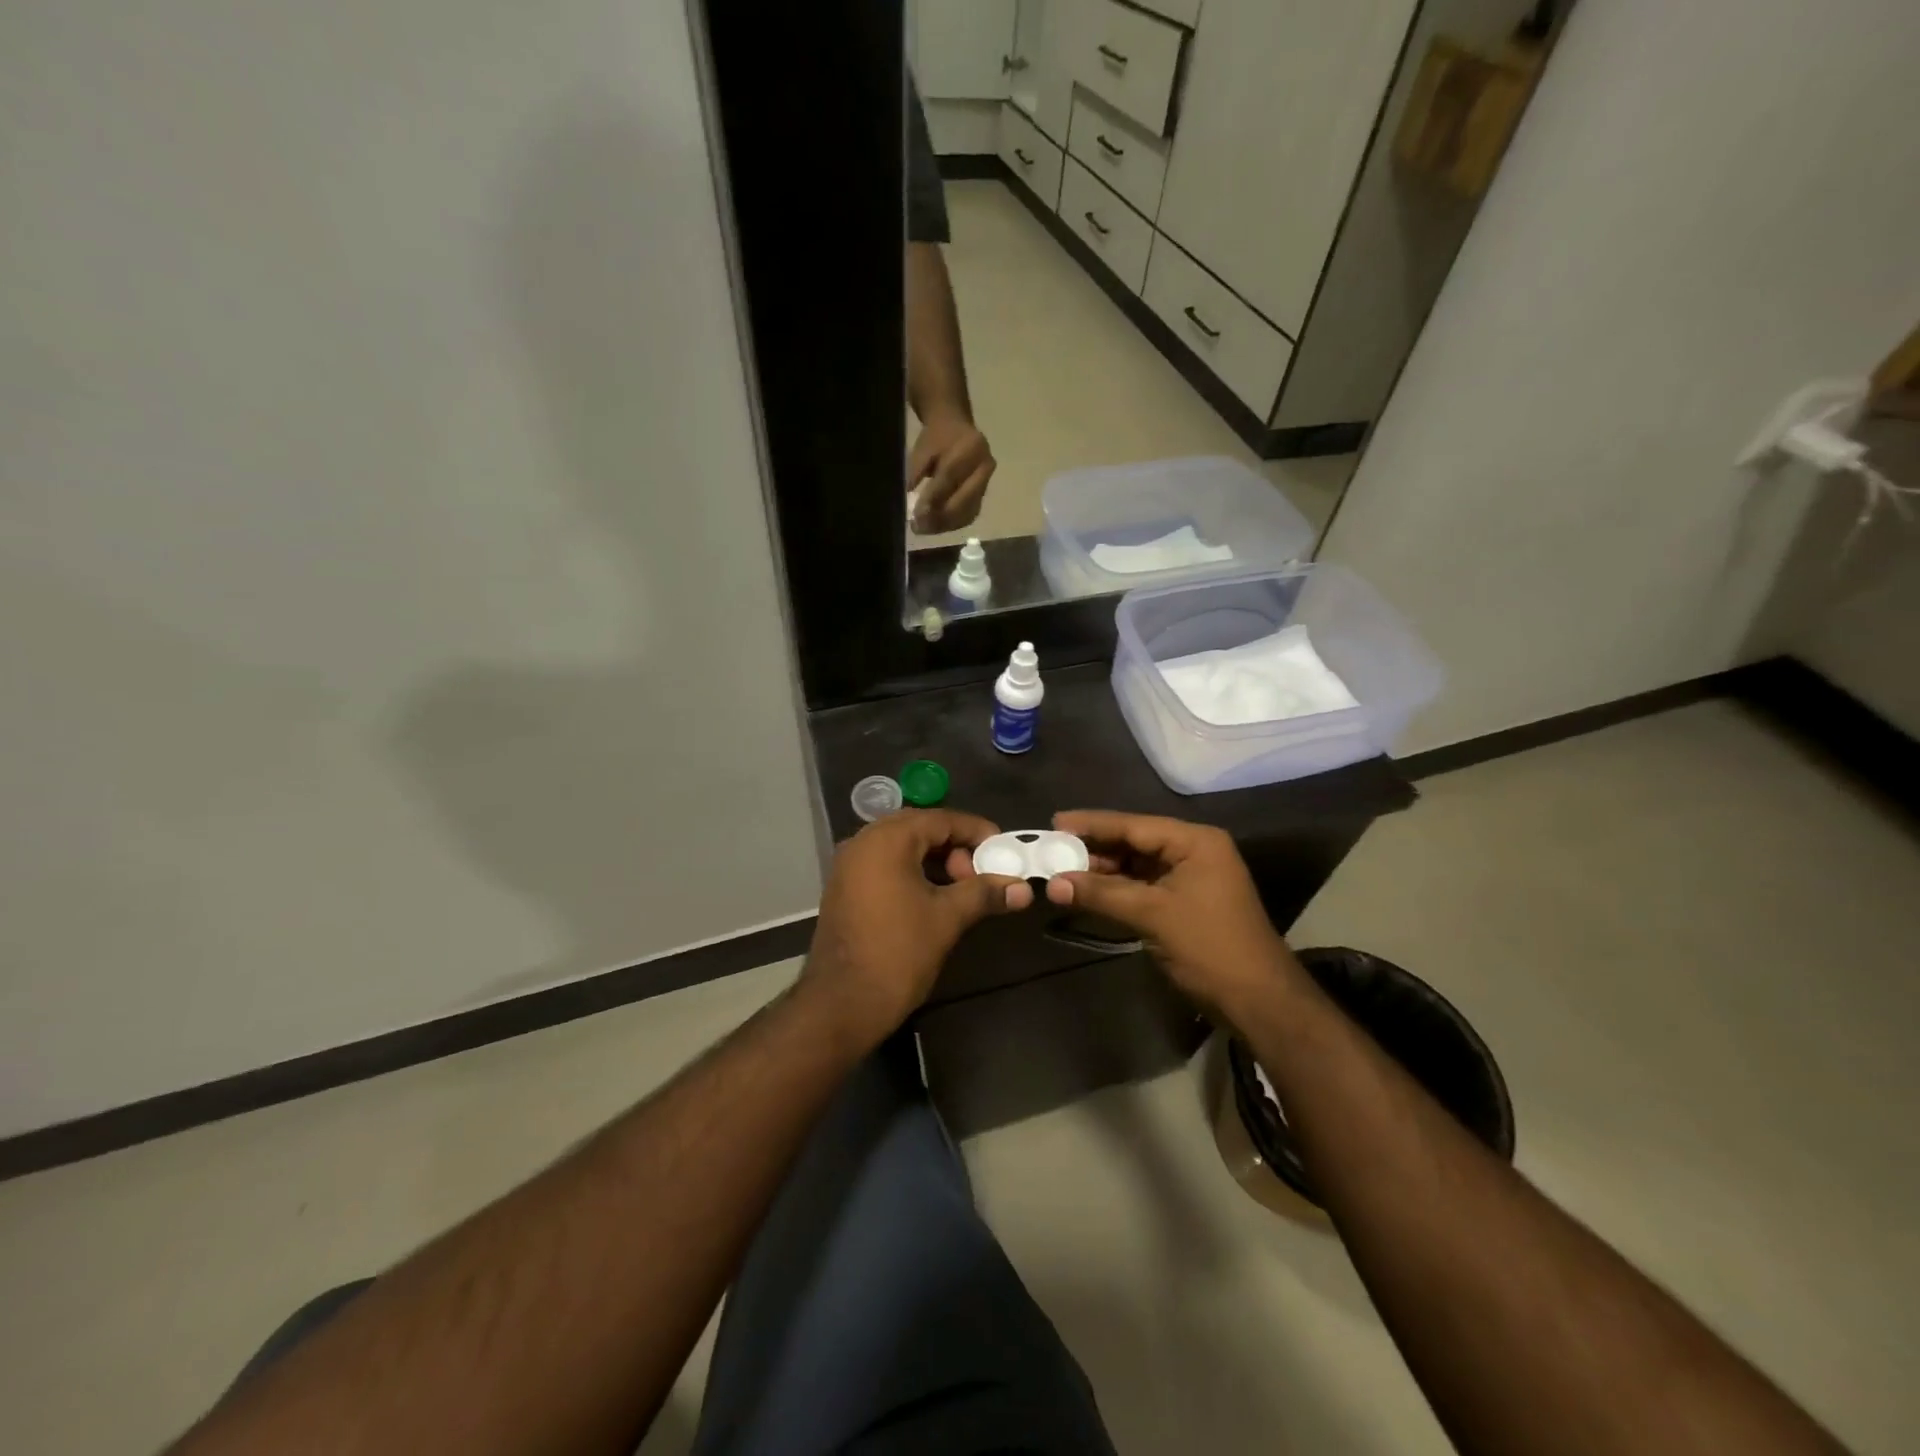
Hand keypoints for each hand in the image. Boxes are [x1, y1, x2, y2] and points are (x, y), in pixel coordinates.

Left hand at [801, 809, 1031, 1045]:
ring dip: (935, 860)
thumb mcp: (948, 918)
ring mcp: (849, 866)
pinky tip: (934, 897)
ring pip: (901, 847)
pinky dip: (912, 871)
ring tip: (962, 888)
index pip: (940, 819)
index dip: (976, 831)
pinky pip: (884, 865)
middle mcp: (863, 842)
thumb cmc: (898, 953)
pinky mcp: (844, 888)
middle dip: (955, 846)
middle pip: (919, 829)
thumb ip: (985, 894)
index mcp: (886, 840)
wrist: (842, 1004)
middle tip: (981, 872)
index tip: (1003, 849)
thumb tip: (1024, 889)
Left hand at [908, 411, 994, 533]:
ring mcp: (987, 482)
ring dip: (944, 524)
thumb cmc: (937, 438)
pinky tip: (935, 526)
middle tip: (918, 527)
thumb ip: (915, 470)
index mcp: (971, 447)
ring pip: (967, 512)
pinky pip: (969, 514)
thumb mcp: (922, 448)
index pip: (950, 477)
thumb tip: (908, 496)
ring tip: (924, 529)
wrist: (956, 428)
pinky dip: (952, 523)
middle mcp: (985, 467)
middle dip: (940, 517)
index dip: (932, 498)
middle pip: (964, 500)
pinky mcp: (984, 495)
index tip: (915, 514)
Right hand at [1044, 810, 1298, 1023]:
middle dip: (1094, 849)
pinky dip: (1117, 888)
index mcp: (1194, 841)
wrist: (1258, 1000)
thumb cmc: (1209, 947)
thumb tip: (1052, 884)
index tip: (1055, 822)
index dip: (1092, 824)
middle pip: (1134, 841)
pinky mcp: (1185, 900)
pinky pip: (1143, 884)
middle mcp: (1194, 850)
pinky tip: (1087, 891)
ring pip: (1136, 864)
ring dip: (1102, 870)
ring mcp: (1191, 876)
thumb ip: (1101, 894)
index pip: (1133, 825)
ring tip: (1062, 871)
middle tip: (1052, 850)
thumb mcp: (1152, 915)